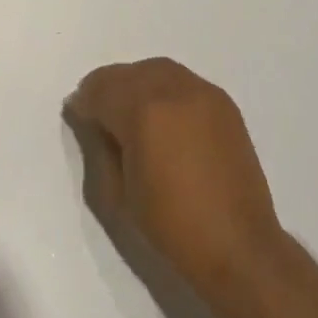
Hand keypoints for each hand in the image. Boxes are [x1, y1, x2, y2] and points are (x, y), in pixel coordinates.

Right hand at [65, 57, 284, 302]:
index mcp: (143, 111)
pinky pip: (182, 81)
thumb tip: (93, 122)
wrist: (240, 247)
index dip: (85, 101)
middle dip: (108, 87)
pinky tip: (163, 115)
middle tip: (99, 111)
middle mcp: (172, 89)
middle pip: (128, 73)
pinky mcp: (222, 101)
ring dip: (136, 83)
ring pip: (156, 70)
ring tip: (130, 110)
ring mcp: (201, 91)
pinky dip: (164, 89)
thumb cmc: (173, 228)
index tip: (77, 113)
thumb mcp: (120, 195)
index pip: (101, 90)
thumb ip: (101, 148)